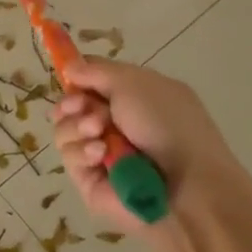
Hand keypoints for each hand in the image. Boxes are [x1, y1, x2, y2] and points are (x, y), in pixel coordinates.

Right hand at [53, 59, 241, 231]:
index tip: (72, 78)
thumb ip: (96, 70)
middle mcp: (114, 123)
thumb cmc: (167, 125)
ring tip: (98, 133)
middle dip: (72, 104)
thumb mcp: (135, 83)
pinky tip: (100, 155)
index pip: (90, 82)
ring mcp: (100, 152)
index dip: (76, 78)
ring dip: (77, 127)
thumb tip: (69, 66)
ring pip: (64, 130)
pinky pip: (70, 158)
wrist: (186, 184)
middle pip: (70, 106)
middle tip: (80, 107)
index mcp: (131, 97)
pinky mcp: (89, 179)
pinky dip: (82, 152)